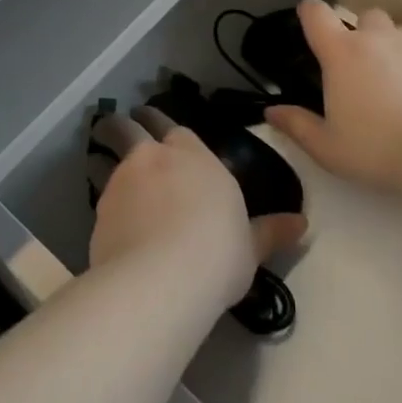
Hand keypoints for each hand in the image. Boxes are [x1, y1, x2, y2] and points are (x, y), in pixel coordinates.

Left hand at [89, 107, 305, 307]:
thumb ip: (270, 231)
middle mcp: (154, 156)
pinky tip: (107, 214)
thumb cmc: (217, 254)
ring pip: (106, 156)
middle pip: (130, 128)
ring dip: (103, 155)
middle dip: (124, 125)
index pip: (172, 126)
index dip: (160, 123)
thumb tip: (302, 224)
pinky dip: (102, 197)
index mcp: (193, 154)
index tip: (154, 123)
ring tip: (100, 161)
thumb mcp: (250, 246)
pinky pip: (99, 194)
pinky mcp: (100, 209)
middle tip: (120, 128)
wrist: (162, 279)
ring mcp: (123, 180)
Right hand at [267, 0, 401, 192]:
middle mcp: (379, 38)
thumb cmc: (377, 149)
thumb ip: (297, 126)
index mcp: (342, 53)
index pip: (317, 14)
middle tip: (366, 68)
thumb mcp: (327, 148)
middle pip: (368, 17)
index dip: (310, 12)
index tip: (310, 21)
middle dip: (365, 34)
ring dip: (399, 50)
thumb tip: (271, 112)